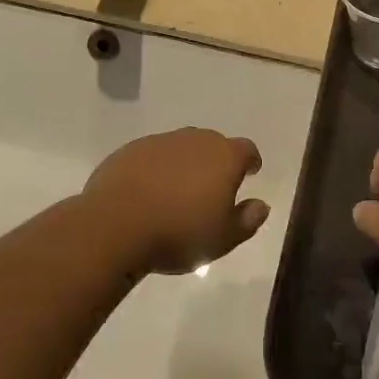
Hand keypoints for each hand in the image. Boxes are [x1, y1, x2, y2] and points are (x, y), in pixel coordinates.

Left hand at [83, 128, 268, 274]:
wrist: (117, 223)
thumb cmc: (180, 233)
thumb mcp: (223, 238)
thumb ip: (247, 220)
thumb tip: (261, 205)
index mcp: (224, 157)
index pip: (246, 149)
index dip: (250, 161)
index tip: (250, 172)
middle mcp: (195, 140)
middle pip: (213, 144)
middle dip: (217, 161)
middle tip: (213, 187)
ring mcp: (161, 141)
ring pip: (182, 147)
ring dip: (186, 164)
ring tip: (180, 192)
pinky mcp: (131, 150)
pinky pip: (153, 155)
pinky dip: (157, 168)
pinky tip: (149, 192)